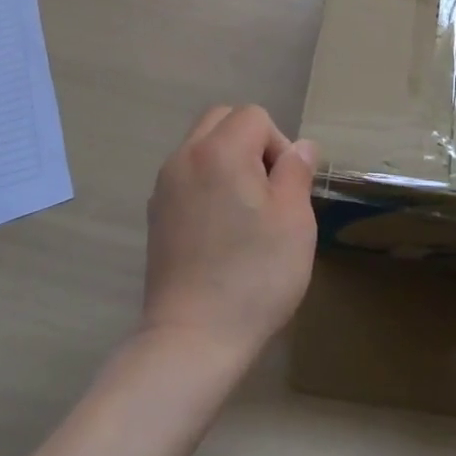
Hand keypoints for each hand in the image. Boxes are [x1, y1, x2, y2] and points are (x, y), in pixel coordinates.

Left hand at [140, 105, 318, 368]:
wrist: (193, 338)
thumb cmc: (254, 275)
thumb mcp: (294, 220)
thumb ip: (297, 171)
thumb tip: (300, 147)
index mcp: (220, 150)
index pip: (255, 117)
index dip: (278, 145)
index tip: (285, 189)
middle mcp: (185, 157)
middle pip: (221, 120)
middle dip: (250, 142)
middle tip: (268, 190)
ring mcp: (164, 186)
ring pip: (201, 146)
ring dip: (227, 161)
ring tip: (245, 210)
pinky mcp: (155, 215)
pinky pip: (186, 175)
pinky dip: (207, 183)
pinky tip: (220, 229)